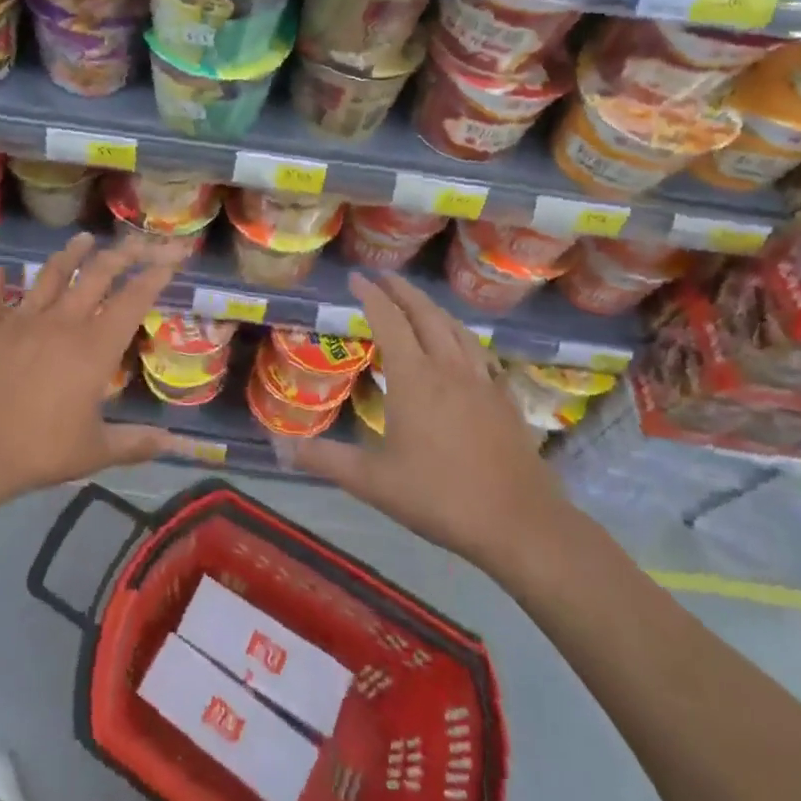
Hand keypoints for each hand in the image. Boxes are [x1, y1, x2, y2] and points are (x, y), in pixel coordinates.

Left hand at [0, 232, 185, 505]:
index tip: (172, 257)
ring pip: (51, 274)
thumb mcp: (94, 452)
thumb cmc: (38, 450)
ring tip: (83, 239)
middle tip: (137, 241)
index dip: (156, 275)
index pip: (134, 299)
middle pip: (97, 274)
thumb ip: (136, 443)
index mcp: (94, 347)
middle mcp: (62, 321)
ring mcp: (21, 318)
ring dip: (70, 254)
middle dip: (122, 253)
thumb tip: (174, 443)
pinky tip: (2, 270)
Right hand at [293, 271, 572, 577]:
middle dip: (403, 291)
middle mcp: (448, 368)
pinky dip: (462, 337)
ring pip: (456, 329)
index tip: (356, 278)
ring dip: (434, 309)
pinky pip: (479, 353)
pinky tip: (462, 347)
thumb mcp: (373, 482)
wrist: (518, 523)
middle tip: (385, 278)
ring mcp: (481, 381)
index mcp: (414, 378)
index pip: (389, 321)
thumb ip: (327, 460)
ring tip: (419, 303)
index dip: (371, 296)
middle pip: (426, 314)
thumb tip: (282, 448)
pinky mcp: (504, 399)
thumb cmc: (439, 497)